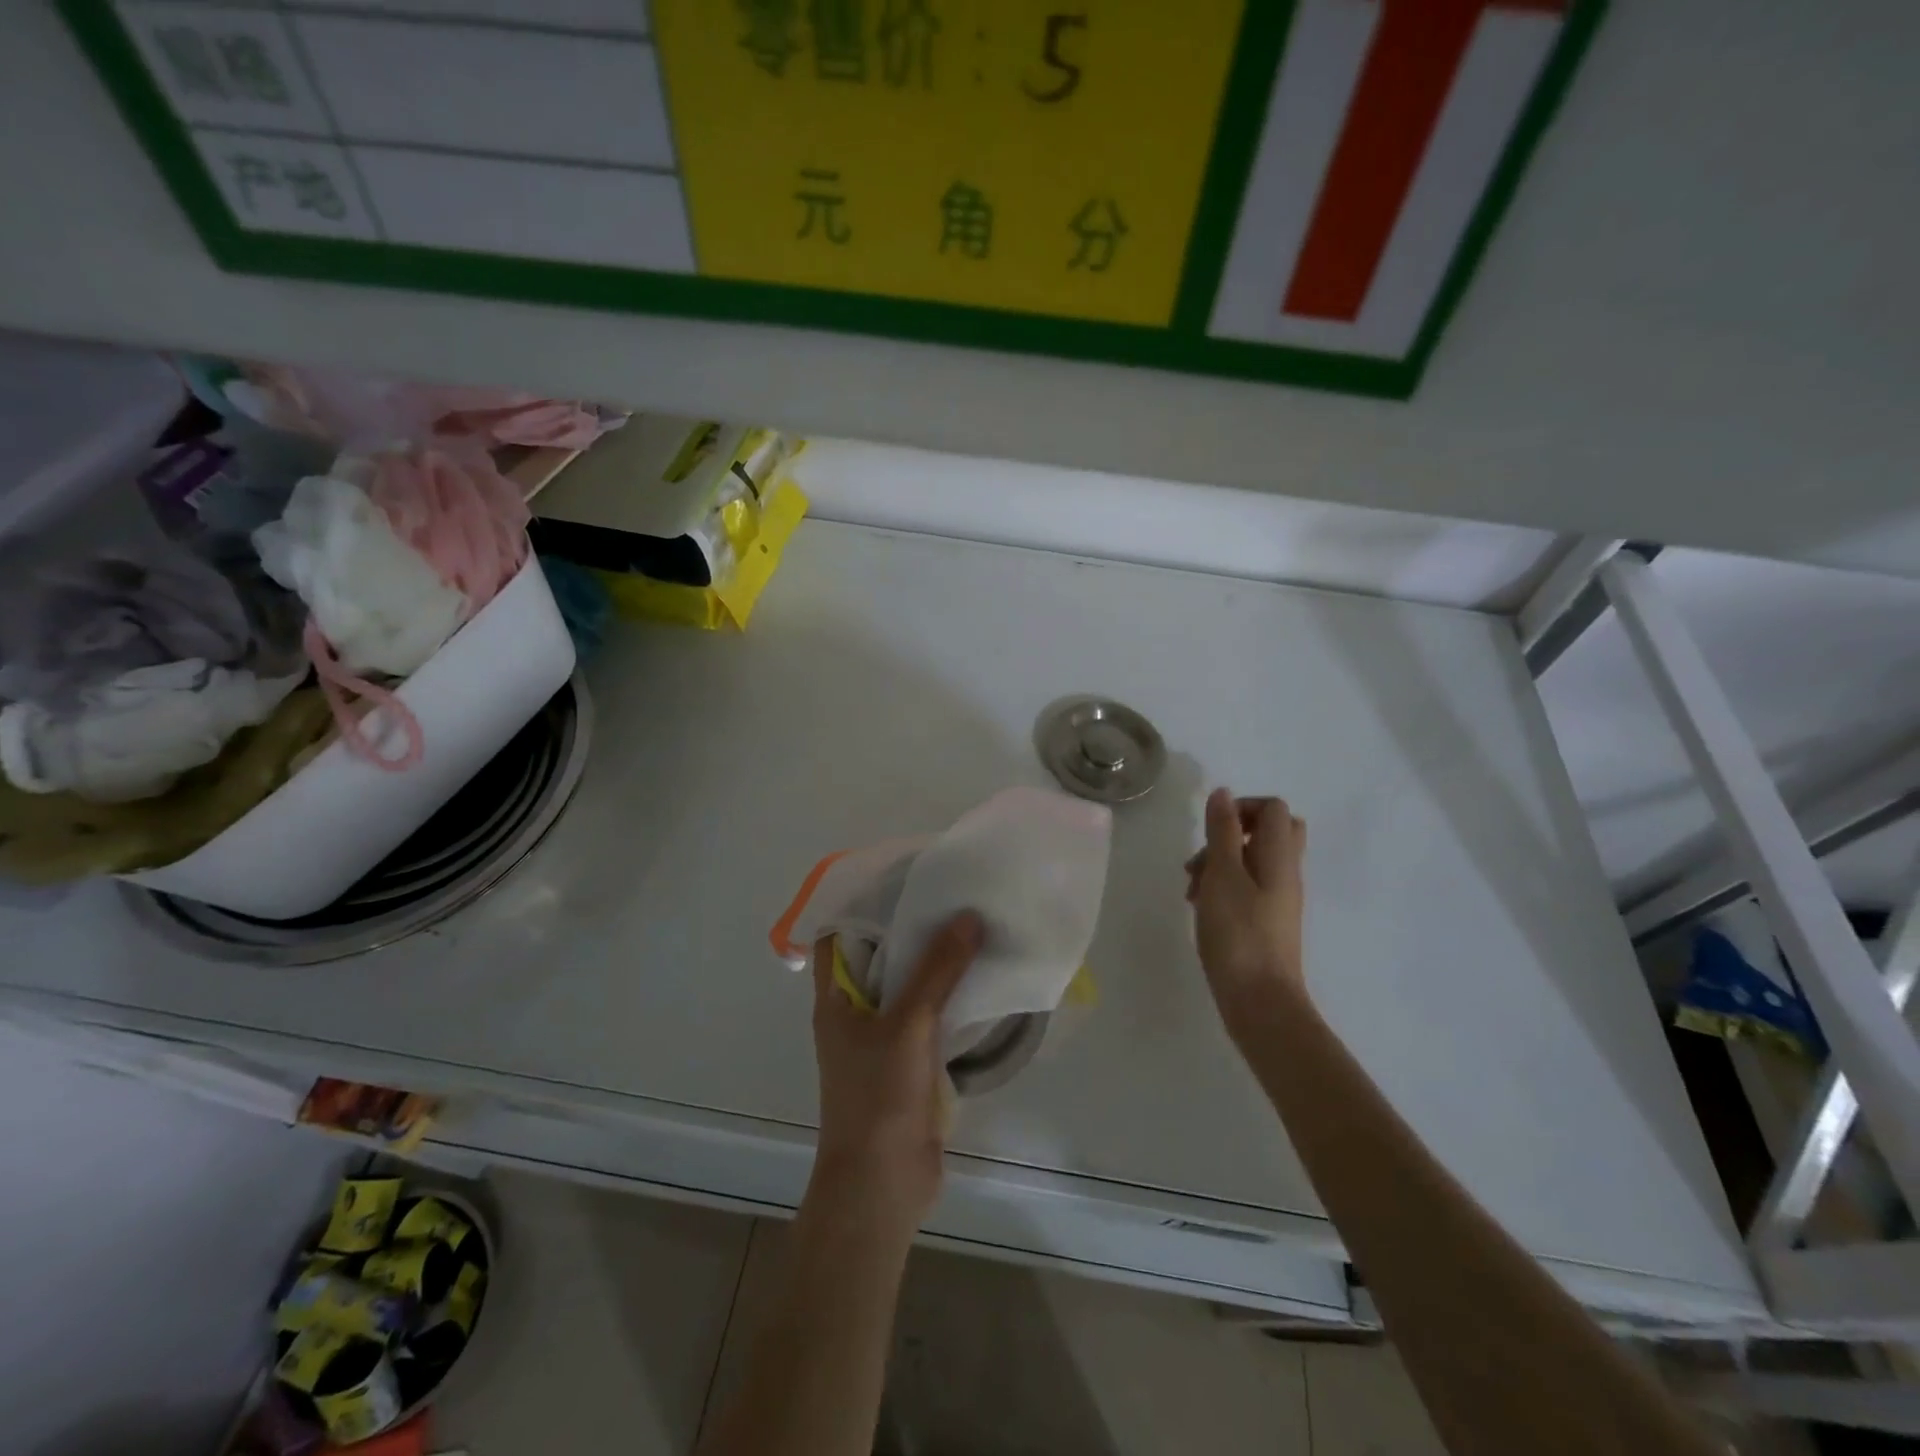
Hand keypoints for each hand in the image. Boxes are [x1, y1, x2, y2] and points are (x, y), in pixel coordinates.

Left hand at [809, 911, 983, 1231]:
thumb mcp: (908, 1025)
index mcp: (837, 998)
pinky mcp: (910, 1062)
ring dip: (936, 963)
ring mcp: (883, 1038)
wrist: (882, 1187)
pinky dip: (950, 997)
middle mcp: (856, 1011)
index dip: (864, 904)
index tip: (903, 878)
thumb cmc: (878, 1098)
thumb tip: (967, 915)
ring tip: (973, 925)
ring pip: (909, 987)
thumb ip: (938, 971)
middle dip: (911, 928)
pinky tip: (982, 978)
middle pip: (881, 956)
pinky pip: (930, 1017)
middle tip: (951, 893)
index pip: (839, 934)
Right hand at [1187, 788, 1307, 1026]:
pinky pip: (1247, 888)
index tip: (1212, 829)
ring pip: (1252, 861)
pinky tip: (1200, 906)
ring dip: (1219, 863)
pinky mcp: (1266, 922)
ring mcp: (1278, 899)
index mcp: (1280, 857)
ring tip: (1192, 887)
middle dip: (1230, 834)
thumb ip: (1223, 832)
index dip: (1242, 807)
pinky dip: (1223, 887)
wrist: (1260, 1001)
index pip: (1274, 809)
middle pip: (1269, 833)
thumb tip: (1223, 793)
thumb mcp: (1223, 875)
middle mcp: (1285, 873)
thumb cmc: (1238, 934)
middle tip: (1206, 854)